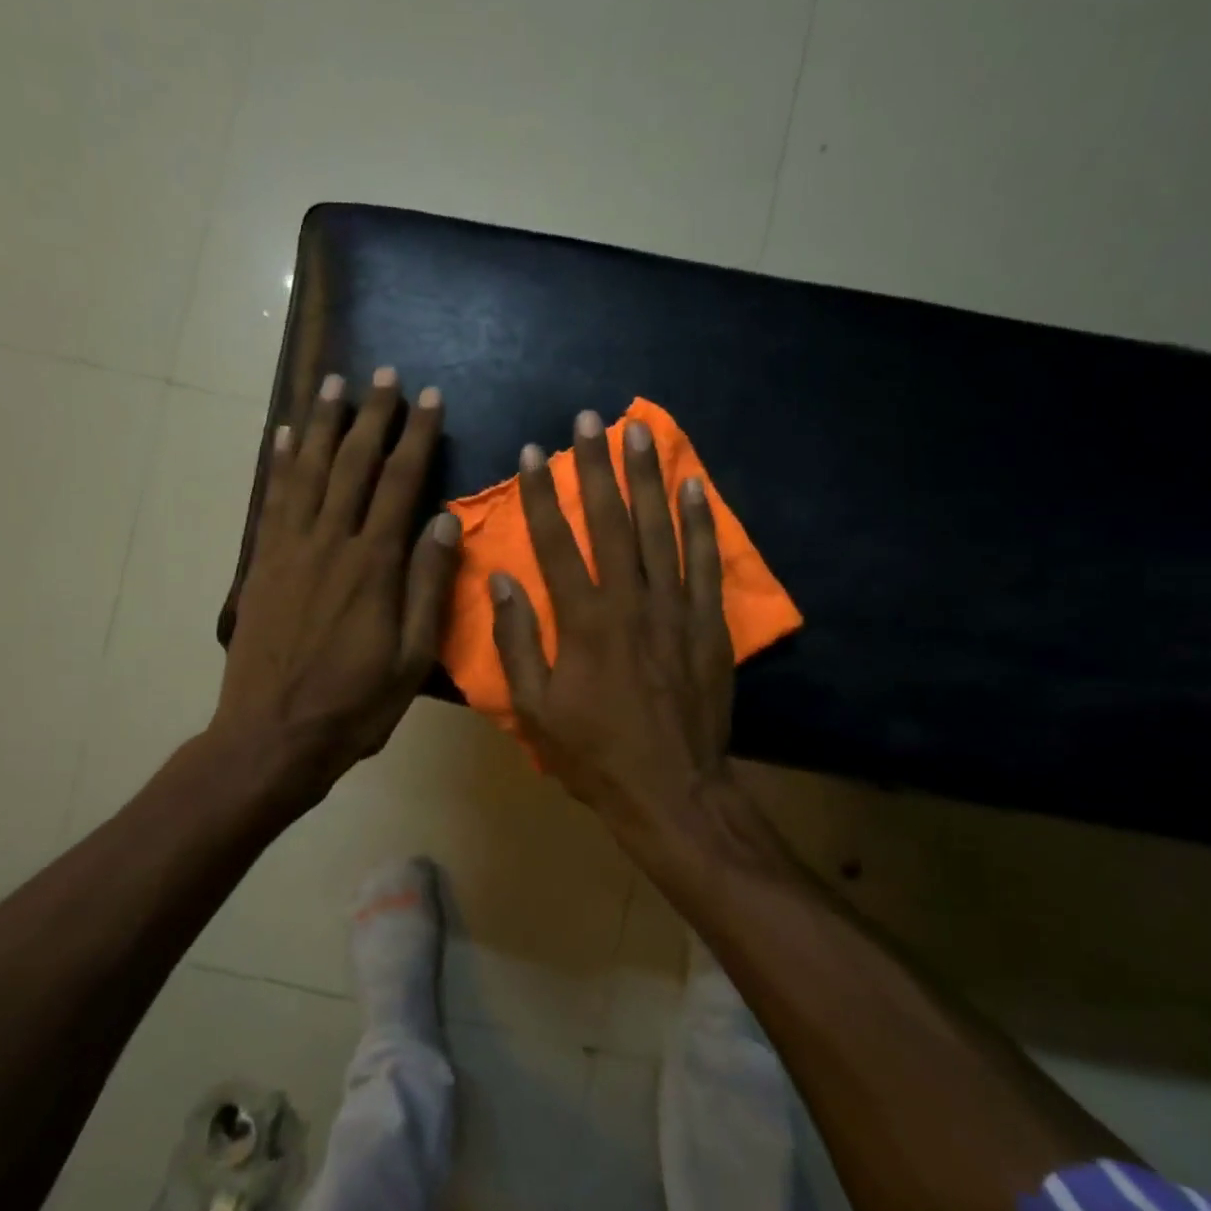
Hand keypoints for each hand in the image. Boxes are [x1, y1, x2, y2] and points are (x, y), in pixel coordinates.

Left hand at [215, 367, 461, 793]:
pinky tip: (284, 435)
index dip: (417, 437)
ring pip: (308, 471)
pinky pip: (272, 500)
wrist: (272, 736)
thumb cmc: (353, 706)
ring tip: (333, 383)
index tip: (430, 399)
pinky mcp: (261, 564)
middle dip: (373, 416)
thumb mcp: (412, 659)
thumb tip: (445, 523)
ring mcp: (289, 550)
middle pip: (353, 465)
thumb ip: (427, 587)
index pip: (401, 484)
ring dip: (322, 424)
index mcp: (373, 566)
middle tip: (385, 375)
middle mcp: (331, 544)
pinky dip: (279, 462)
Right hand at [489, 409, 731, 821]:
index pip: (556, 543)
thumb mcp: (536, 709)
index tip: (533, 453)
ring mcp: (675, 608)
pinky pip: (704, 562)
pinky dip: (700, 521)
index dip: (542, 496)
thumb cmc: (595, 754)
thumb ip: (518, 642)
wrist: (673, 790)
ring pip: (659, 529)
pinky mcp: (709, 623)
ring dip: (647, 477)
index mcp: (582, 621)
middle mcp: (629, 601)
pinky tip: (693, 486)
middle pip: (610, 521)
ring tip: (639, 432)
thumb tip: (502, 581)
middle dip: (597, 467)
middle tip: (590, 420)